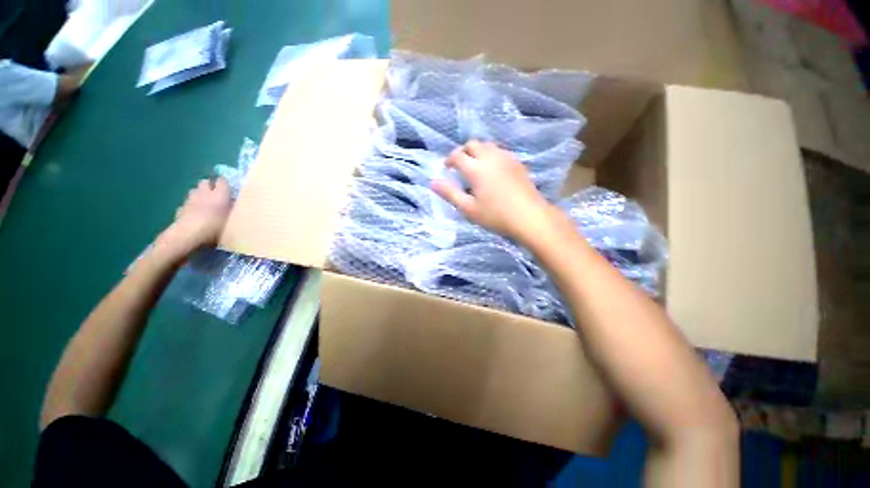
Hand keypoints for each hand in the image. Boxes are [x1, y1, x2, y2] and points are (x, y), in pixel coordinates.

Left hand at [157, 178, 232, 255]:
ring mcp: (190, 200)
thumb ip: (232, 211)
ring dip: (199, 194)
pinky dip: (190, 206)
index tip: (228, 189)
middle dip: (209, 186)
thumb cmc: (214, 227)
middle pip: (205, 182)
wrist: (188, 235)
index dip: (224, 184)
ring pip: (194, 191)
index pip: (222, 181)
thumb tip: (235, 206)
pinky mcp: (180, 208)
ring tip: (205, 204)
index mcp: (220, 194)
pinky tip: (194, 215)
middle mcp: (204, 193)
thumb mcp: (232, 221)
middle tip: (215, 195)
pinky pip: (187, 203)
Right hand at [432, 141, 556, 244]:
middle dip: (463, 151)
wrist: (530, 217)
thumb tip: (433, 182)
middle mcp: (490, 157)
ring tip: (476, 167)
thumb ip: (450, 193)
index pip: (457, 155)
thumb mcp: (468, 209)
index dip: (449, 160)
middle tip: (460, 166)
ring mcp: (506, 158)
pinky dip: (492, 156)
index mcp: (475, 168)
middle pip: (473, 144)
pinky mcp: (517, 163)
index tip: (447, 168)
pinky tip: (494, 171)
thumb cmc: (495, 215)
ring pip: (488, 145)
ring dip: (478, 152)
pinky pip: (500, 152)